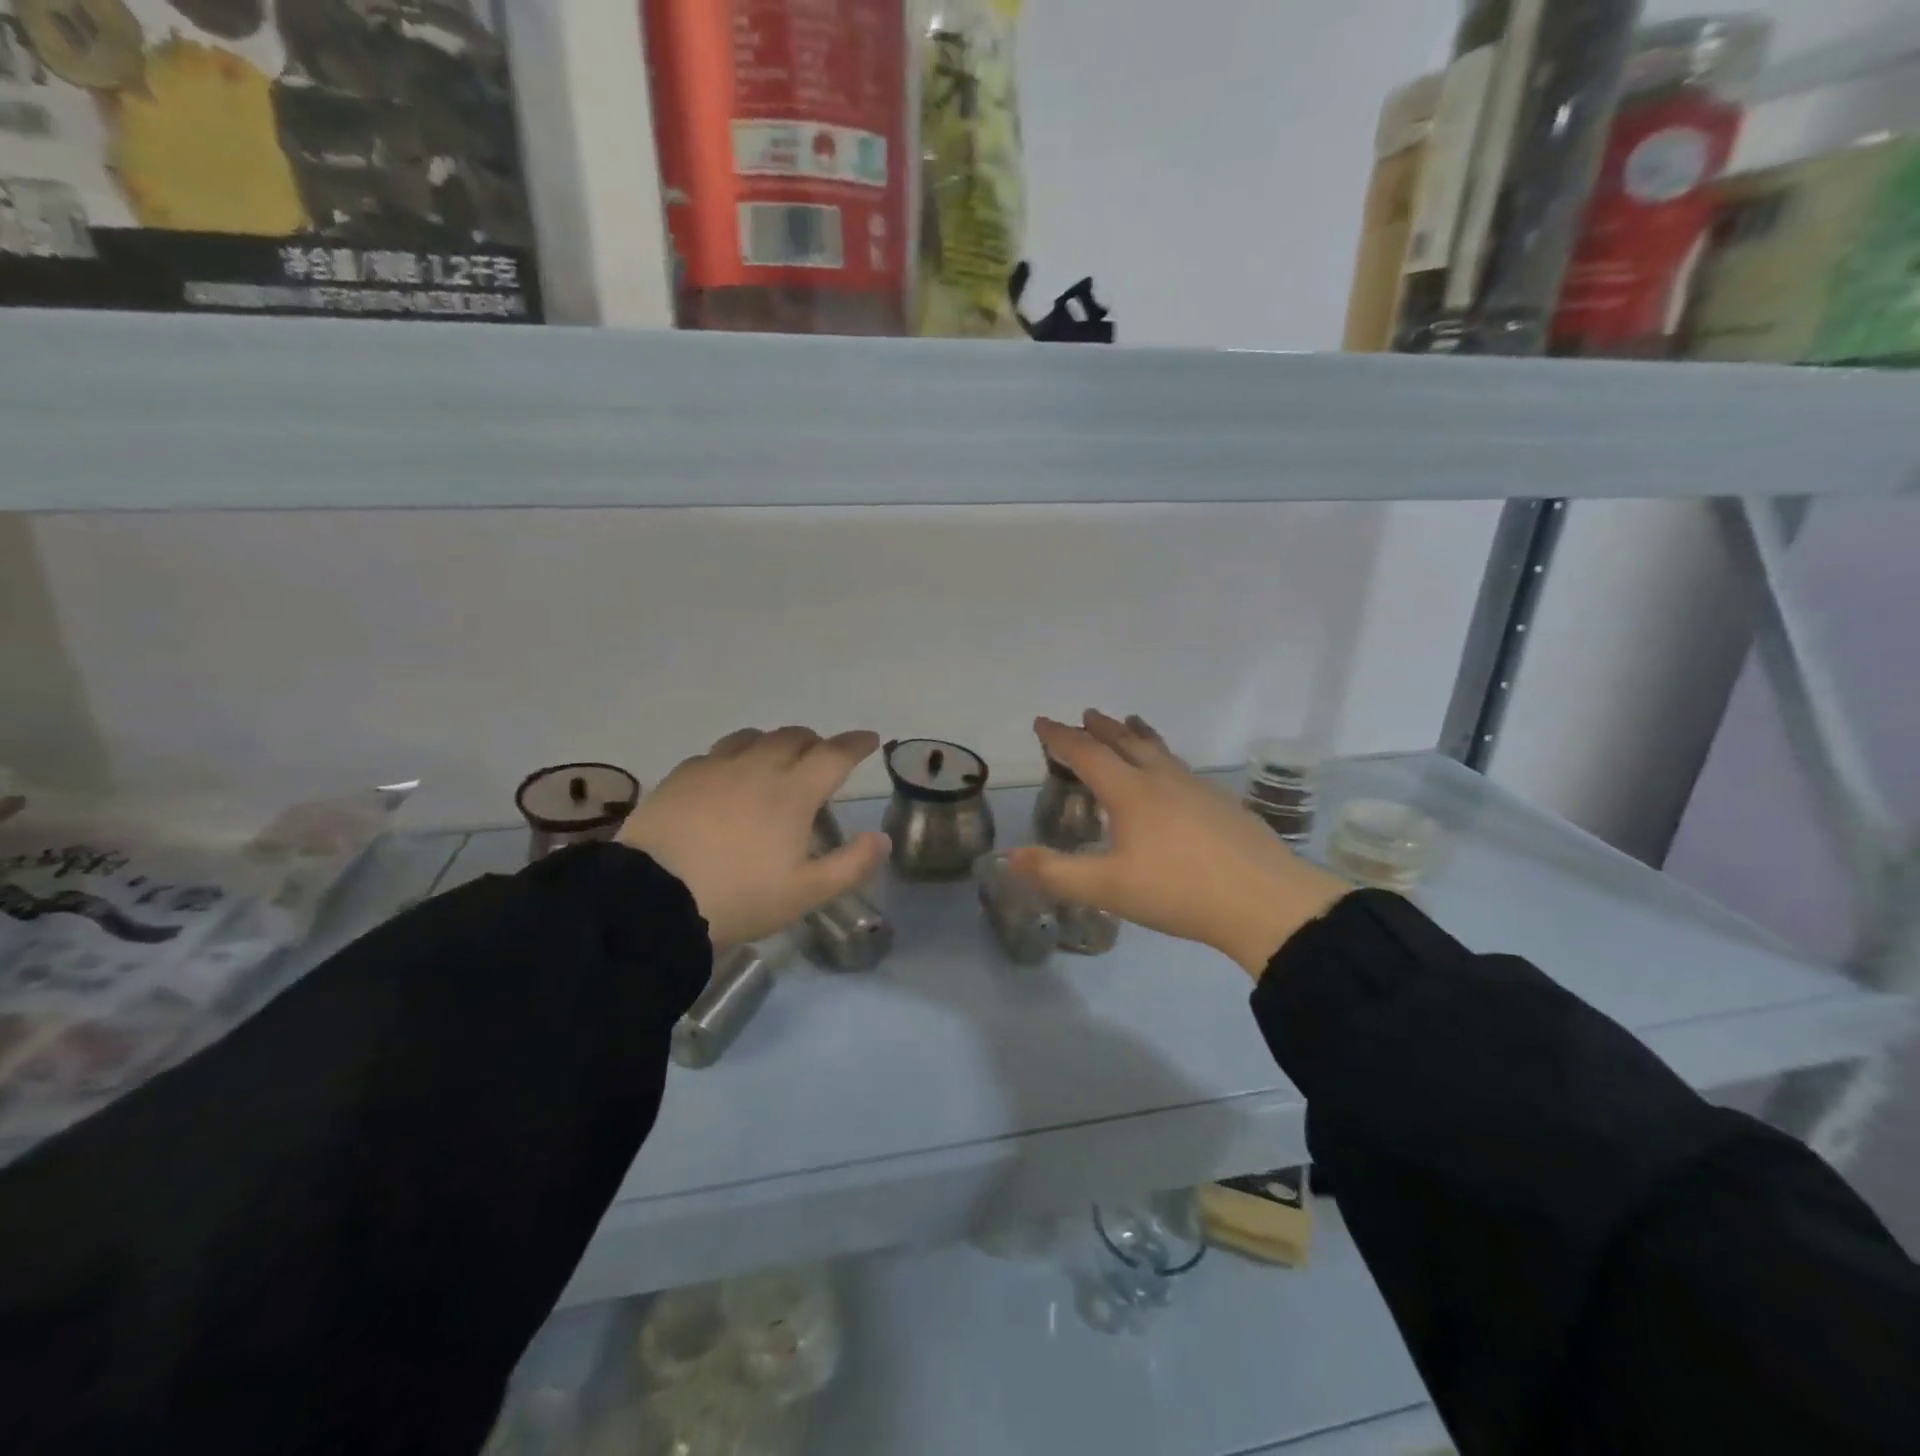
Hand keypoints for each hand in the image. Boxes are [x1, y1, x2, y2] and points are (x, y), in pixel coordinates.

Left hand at [617, 727, 888, 949]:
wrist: (652, 898)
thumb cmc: (738, 897)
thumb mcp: (805, 893)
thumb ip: (851, 864)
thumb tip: (881, 838)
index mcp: (793, 792)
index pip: (834, 754)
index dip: (856, 744)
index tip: (869, 739)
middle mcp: (757, 767)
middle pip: (794, 737)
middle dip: (815, 742)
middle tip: (822, 757)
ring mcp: (715, 767)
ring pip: (753, 737)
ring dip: (774, 742)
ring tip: (775, 760)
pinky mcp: (681, 776)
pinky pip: (716, 753)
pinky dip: (735, 756)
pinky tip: (727, 777)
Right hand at [1009, 711, 1348, 977]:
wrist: (1265, 902)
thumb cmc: (1178, 891)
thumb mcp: (1107, 888)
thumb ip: (1056, 872)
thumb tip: (1009, 856)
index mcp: (1131, 793)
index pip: (1088, 754)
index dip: (1061, 737)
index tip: (1042, 722)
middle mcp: (1163, 780)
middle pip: (1127, 743)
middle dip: (1102, 728)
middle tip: (1088, 714)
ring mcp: (1199, 789)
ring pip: (1161, 751)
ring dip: (1138, 735)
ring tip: (1132, 724)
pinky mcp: (1224, 805)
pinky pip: (1182, 770)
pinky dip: (1165, 759)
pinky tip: (1174, 779)